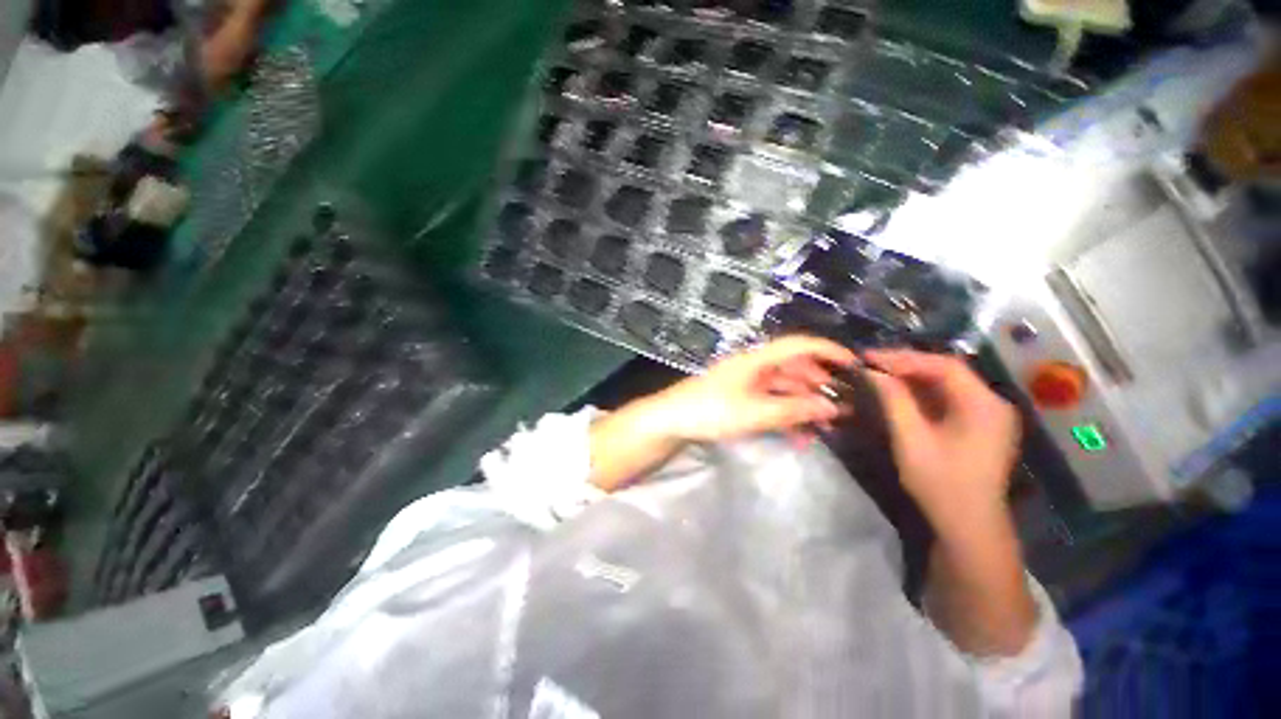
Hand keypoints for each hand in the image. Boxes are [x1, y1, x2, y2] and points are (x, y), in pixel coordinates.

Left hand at [652, 336, 855, 442]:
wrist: (671, 420)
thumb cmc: (711, 410)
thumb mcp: (755, 412)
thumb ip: (794, 410)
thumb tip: (833, 406)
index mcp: (757, 360)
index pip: (798, 345)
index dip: (827, 350)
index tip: (854, 366)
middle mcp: (754, 367)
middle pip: (794, 369)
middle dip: (819, 386)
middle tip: (843, 408)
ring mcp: (746, 383)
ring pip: (784, 389)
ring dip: (804, 406)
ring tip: (826, 428)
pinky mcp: (740, 399)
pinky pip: (770, 403)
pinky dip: (786, 416)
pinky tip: (799, 436)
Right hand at [863, 349, 1020, 535]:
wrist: (968, 525)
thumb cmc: (940, 482)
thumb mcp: (911, 438)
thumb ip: (894, 400)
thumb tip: (872, 371)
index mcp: (984, 404)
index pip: (944, 365)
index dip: (904, 357)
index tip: (869, 357)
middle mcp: (993, 403)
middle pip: (948, 371)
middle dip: (907, 365)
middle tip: (871, 364)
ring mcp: (989, 416)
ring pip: (947, 384)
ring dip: (913, 378)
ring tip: (880, 375)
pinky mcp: (980, 427)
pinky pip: (950, 399)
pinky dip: (923, 393)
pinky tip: (900, 394)